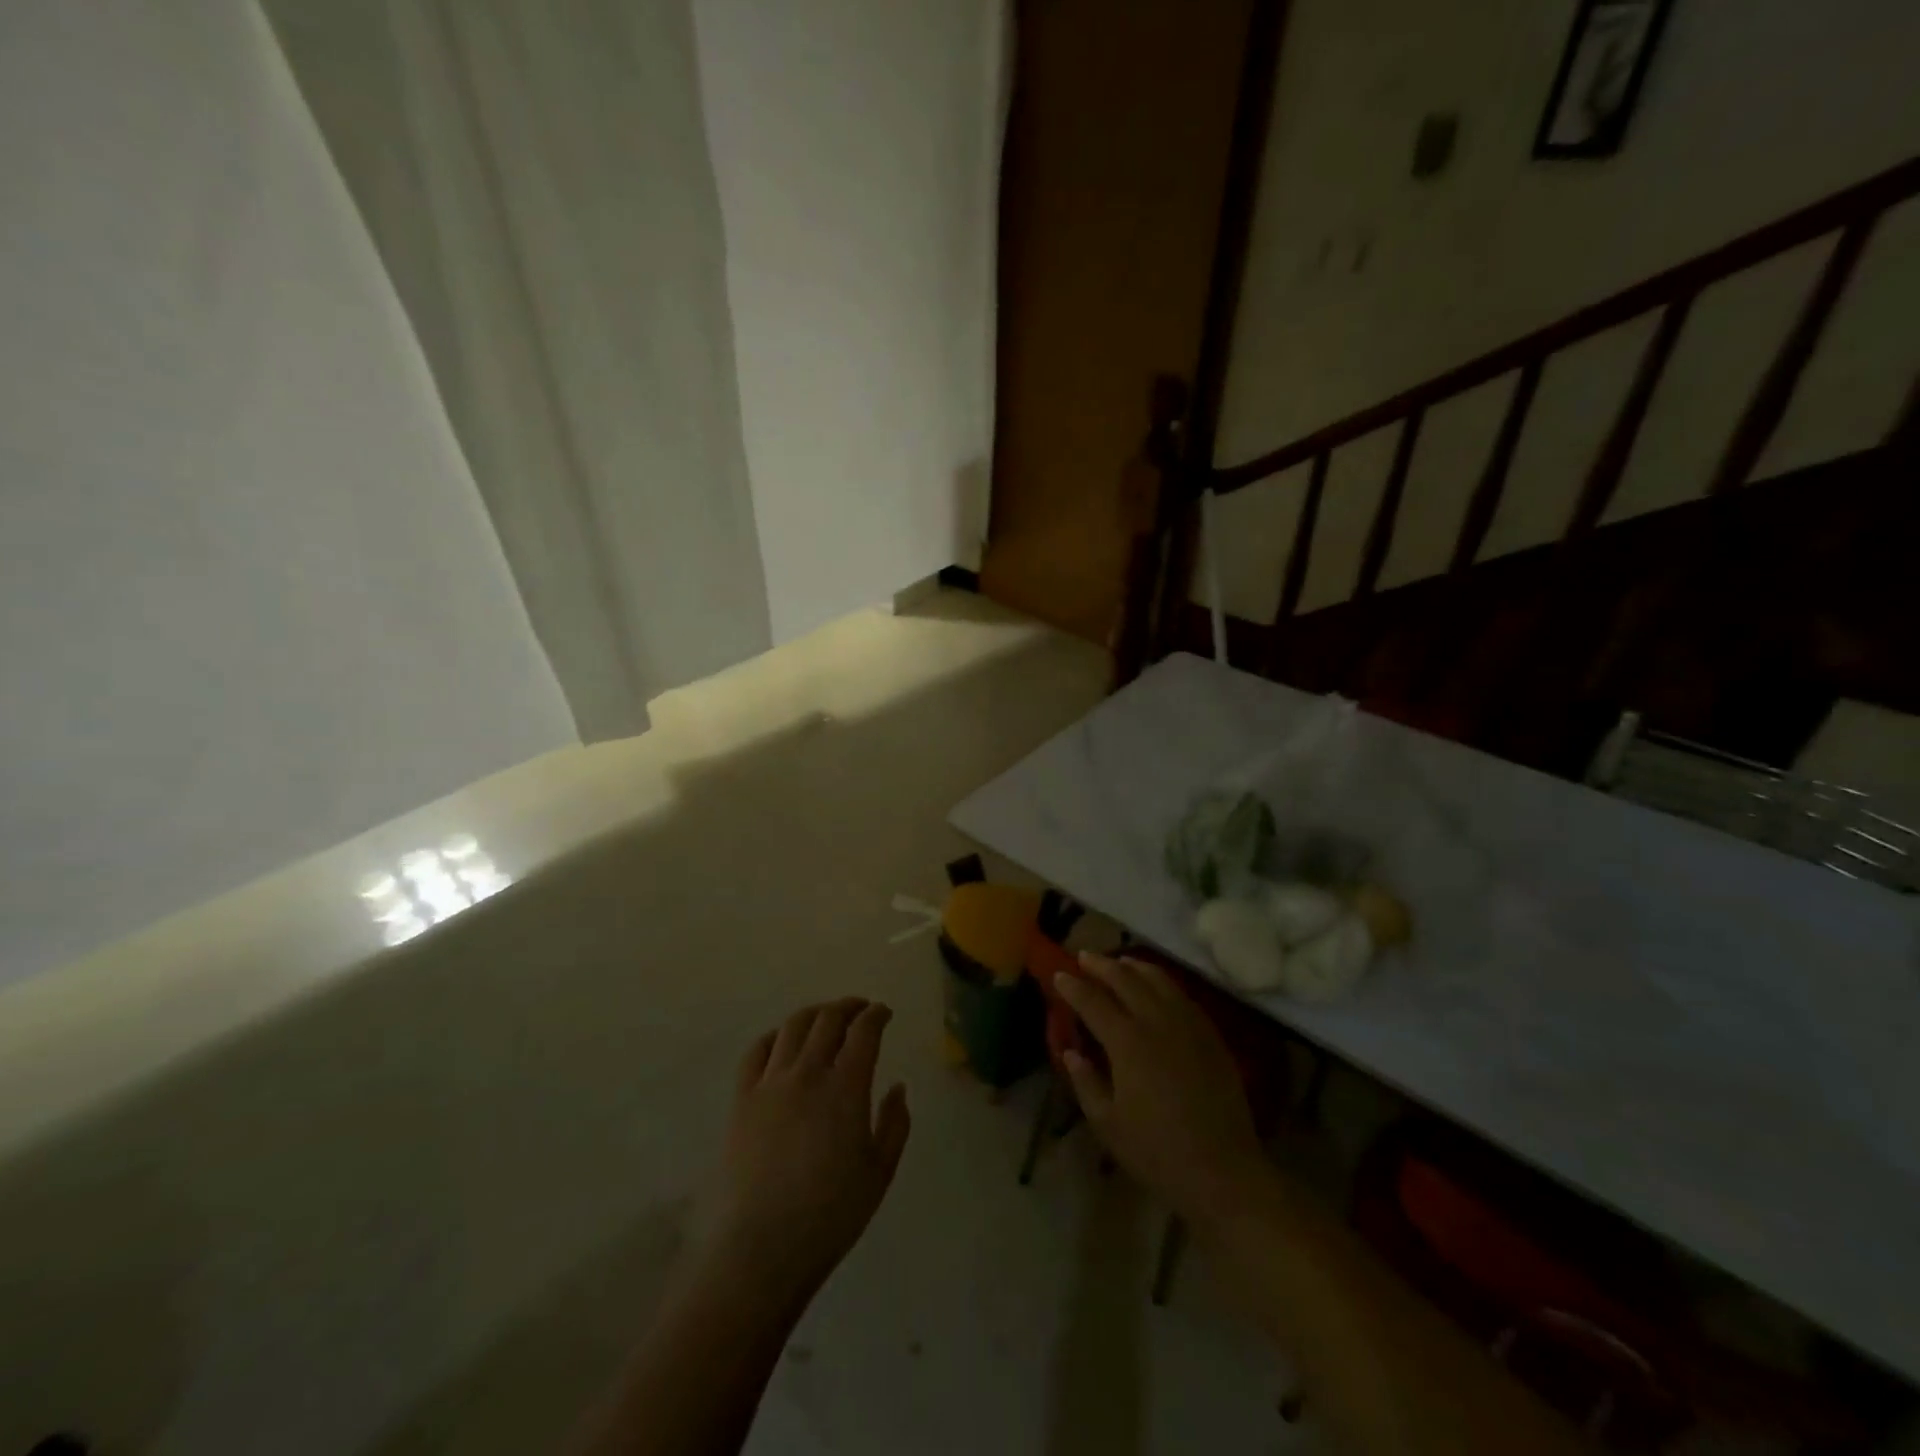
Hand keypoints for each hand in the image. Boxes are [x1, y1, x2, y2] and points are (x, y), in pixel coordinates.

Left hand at [697, 1000, 910, 1311]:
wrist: (761, 1248)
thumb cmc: (830, 1216)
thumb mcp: (880, 1173)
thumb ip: (894, 1123)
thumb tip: (897, 1087)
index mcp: (846, 1087)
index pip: (864, 1031)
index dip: (877, 1015)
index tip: (884, 1013)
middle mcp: (808, 1073)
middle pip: (828, 1019)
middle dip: (848, 1007)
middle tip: (860, 1009)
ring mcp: (770, 1083)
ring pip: (793, 1027)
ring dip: (815, 1013)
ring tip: (826, 1017)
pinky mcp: (742, 1099)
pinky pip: (757, 1051)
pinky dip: (775, 1036)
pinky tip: (783, 1042)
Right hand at [1056, 954, 1265, 1218]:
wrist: (1224, 1173)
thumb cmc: (1158, 1153)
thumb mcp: (1108, 1124)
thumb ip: (1086, 1082)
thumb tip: (1071, 1052)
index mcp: (1128, 1042)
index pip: (1093, 1001)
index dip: (1073, 986)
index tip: (1059, 974)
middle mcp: (1157, 1022)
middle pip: (1126, 979)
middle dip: (1102, 965)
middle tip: (1084, 956)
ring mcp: (1189, 1025)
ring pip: (1158, 980)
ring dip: (1134, 966)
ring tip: (1119, 962)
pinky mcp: (1211, 1036)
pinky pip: (1182, 996)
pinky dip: (1162, 982)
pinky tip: (1157, 987)